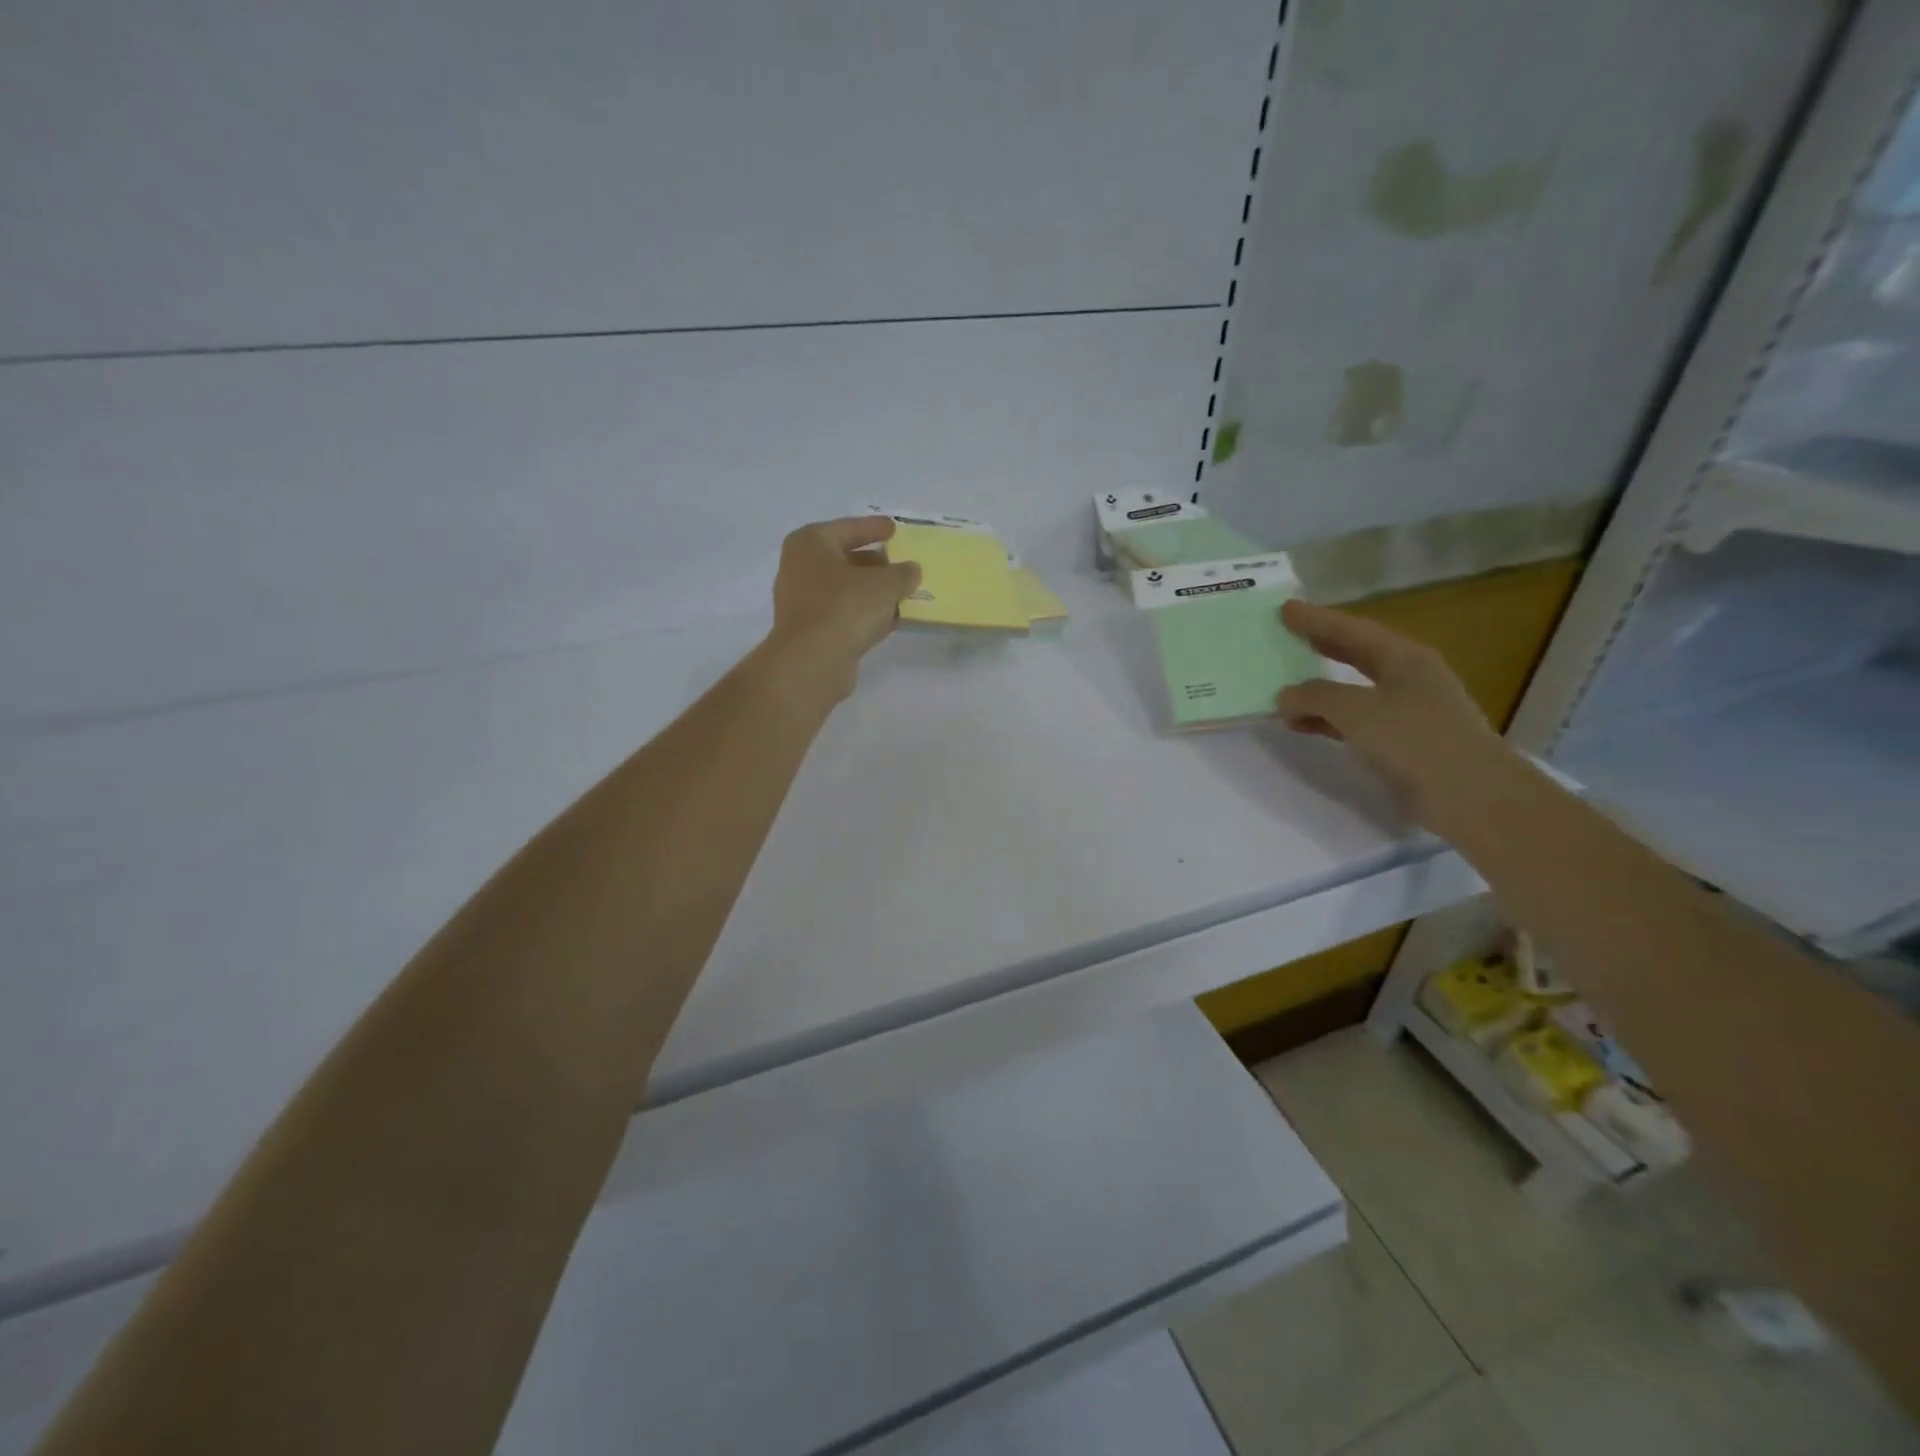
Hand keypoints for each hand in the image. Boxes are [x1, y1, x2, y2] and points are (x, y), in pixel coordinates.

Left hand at [763, 516, 921, 702]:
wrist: (812, 661)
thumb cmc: (845, 607)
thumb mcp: (885, 584)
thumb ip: (903, 573)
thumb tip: (910, 571)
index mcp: (810, 543)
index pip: (848, 528)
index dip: (873, 528)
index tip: (894, 528)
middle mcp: (799, 567)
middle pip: (843, 558)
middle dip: (873, 563)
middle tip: (899, 564)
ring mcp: (800, 601)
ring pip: (843, 589)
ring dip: (870, 591)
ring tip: (900, 594)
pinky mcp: (808, 631)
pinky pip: (841, 613)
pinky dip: (862, 613)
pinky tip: (887, 620)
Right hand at [1275, 599, 1517, 831]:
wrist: (1472, 798)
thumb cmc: (1417, 741)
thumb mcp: (1357, 711)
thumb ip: (1315, 697)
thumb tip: (1286, 696)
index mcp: (1404, 659)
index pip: (1352, 631)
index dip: (1317, 620)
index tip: (1285, 609)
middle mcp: (1408, 678)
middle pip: (1356, 654)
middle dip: (1321, 646)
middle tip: (1287, 635)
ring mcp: (1408, 711)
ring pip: (1352, 691)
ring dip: (1318, 690)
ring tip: (1283, 688)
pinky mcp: (1403, 743)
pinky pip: (1354, 721)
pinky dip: (1327, 720)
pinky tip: (1303, 726)